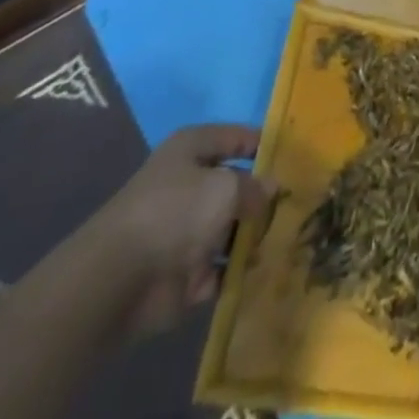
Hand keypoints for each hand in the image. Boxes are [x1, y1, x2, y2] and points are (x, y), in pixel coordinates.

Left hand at [94, 124, 274, 333]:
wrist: (119, 281)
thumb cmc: (175, 212)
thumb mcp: (226, 187)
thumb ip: (254, 187)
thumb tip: (271, 188)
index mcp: (192, 150)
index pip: (235, 137)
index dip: (262, 143)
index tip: (294, 155)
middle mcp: (189, 186)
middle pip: (234, 186)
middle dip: (262, 196)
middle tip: (299, 201)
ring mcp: (186, 232)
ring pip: (231, 228)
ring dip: (255, 235)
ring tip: (290, 236)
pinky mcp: (184, 274)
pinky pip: (222, 268)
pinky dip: (239, 270)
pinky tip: (267, 268)